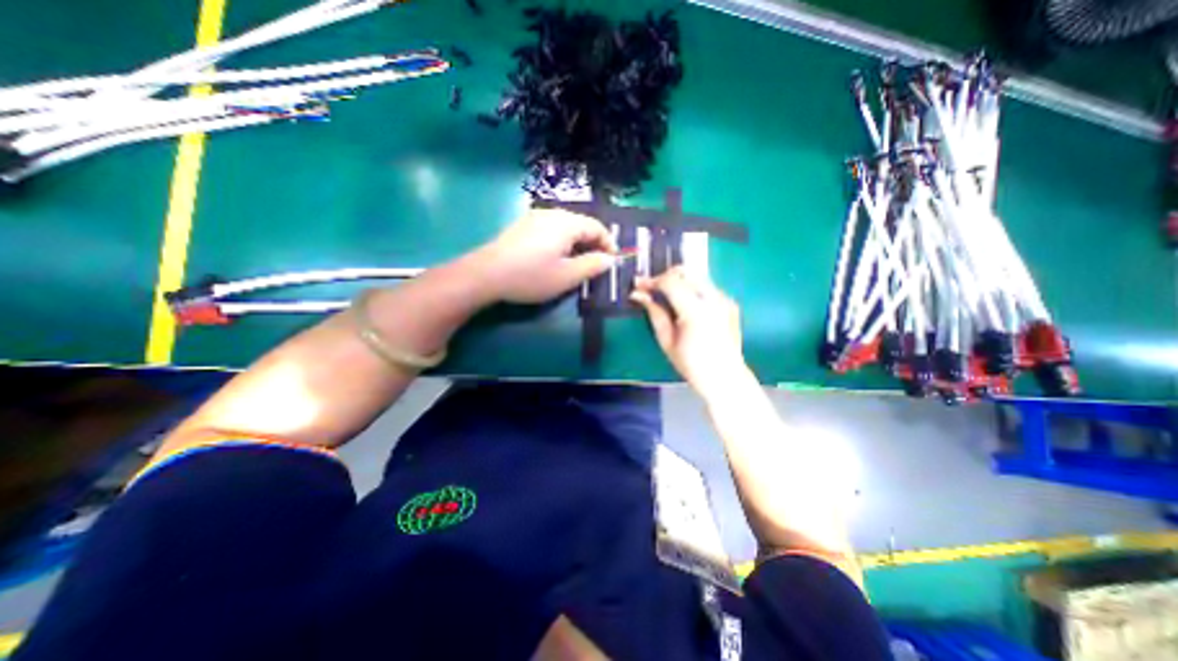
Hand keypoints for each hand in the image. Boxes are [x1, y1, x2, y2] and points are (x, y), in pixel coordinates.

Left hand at [471, 210, 617, 304]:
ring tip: (579, 262)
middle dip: (594, 243)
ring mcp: (535, 217)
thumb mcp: (567, 276)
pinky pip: (552, 229)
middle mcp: (552, 213)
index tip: (613, 261)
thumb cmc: (531, 276)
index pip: (597, 227)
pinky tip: (556, 257)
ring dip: (578, 243)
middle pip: (582, 224)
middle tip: (597, 264)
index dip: (609, 244)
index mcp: (567, 223)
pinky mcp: (523, 226)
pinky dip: (562, 241)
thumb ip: (592, 266)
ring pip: (566, 227)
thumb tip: (609, 259)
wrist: (486, 274)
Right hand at [635, 266, 744, 396]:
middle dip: (666, 276)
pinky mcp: (730, 302)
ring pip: (697, 276)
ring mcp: (725, 299)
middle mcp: (714, 299)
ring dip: (679, 281)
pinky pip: (707, 287)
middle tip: (652, 289)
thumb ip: (654, 313)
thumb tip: (639, 294)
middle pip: (686, 272)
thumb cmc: (691, 364)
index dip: (652, 281)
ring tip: (667, 296)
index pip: (671, 282)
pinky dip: (692, 289)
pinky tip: (685, 305)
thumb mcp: (666, 341)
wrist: (725, 378)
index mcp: (696, 312)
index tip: (639, 285)